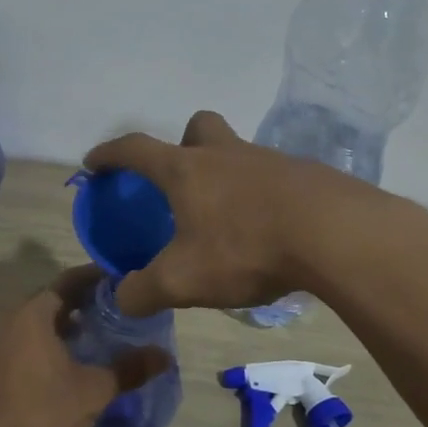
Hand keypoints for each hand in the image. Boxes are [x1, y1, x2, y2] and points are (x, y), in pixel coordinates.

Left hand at [0, 265, 170, 426]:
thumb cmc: (40, 414)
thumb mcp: (93, 392)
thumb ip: (129, 369)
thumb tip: (164, 356)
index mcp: (32, 313)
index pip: (70, 281)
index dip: (99, 279)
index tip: (125, 284)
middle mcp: (7, 319)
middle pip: (51, 301)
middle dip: (84, 305)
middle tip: (118, 314)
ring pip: (35, 324)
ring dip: (64, 328)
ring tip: (98, 340)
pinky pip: (22, 344)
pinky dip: (46, 345)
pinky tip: (67, 367)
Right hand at [83, 111, 373, 315]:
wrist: (333, 235)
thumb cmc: (246, 249)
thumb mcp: (183, 281)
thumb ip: (143, 292)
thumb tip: (122, 298)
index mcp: (187, 171)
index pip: (136, 150)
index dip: (109, 154)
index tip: (94, 163)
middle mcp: (226, 155)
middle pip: (198, 128)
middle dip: (182, 146)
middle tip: (181, 182)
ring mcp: (270, 161)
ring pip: (238, 153)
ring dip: (226, 176)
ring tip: (228, 221)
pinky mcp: (305, 176)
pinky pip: (273, 178)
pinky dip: (262, 197)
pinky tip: (269, 231)